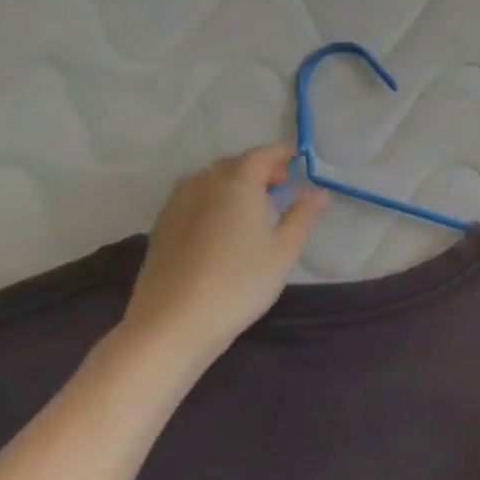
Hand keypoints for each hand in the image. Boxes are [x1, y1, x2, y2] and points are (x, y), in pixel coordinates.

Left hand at [118, 146, 328, 367]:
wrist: (172, 325)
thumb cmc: (239, 283)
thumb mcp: (285, 250)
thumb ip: (303, 215)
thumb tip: (318, 192)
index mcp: (237, 185)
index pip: (261, 155)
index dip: (281, 154)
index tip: (299, 160)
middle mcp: (203, 187)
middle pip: (232, 164)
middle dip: (258, 167)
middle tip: (281, 185)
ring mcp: (176, 207)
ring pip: (207, 179)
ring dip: (231, 181)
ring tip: (251, 202)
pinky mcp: (161, 229)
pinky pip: (190, 197)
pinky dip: (211, 197)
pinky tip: (221, 223)